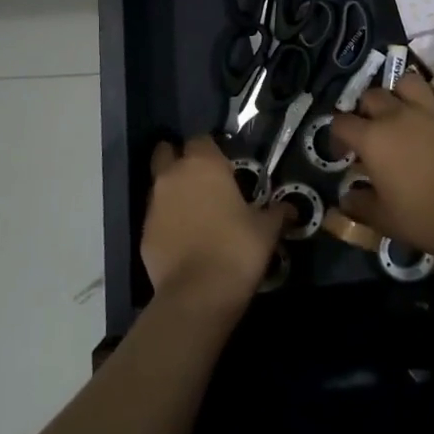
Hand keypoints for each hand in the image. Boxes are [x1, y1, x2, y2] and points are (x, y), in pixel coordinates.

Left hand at [142, 135, 289, 313]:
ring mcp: (153, 203)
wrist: (198, 294)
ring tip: (192, 210)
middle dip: (178, 158)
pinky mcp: (143, 231)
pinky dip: (166, 219)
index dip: (211, 149)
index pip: (201, 139)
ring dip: (171, 190)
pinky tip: (182, 237)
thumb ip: (276, 212)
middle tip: (199, 178)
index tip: (224, 164)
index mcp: (204, 164)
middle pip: (166, 152)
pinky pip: (155, 215)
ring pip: (158, 184)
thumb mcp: (266, 229)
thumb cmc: (237, 249)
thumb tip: (291, 209)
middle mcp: (173, 175)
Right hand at [329, 71, 433, 250]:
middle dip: (368, 111)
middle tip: (375, 132)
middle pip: (372, 96)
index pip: (341, 123)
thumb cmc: (421, 216)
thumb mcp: (381, 218)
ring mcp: (429, 109)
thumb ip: (358, 204)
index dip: (338, 136)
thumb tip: (347, 197)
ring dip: (403, 93)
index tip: (346, 154)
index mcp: (371, 138)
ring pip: (408, 81)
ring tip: (406, 110)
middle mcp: (396, 115)